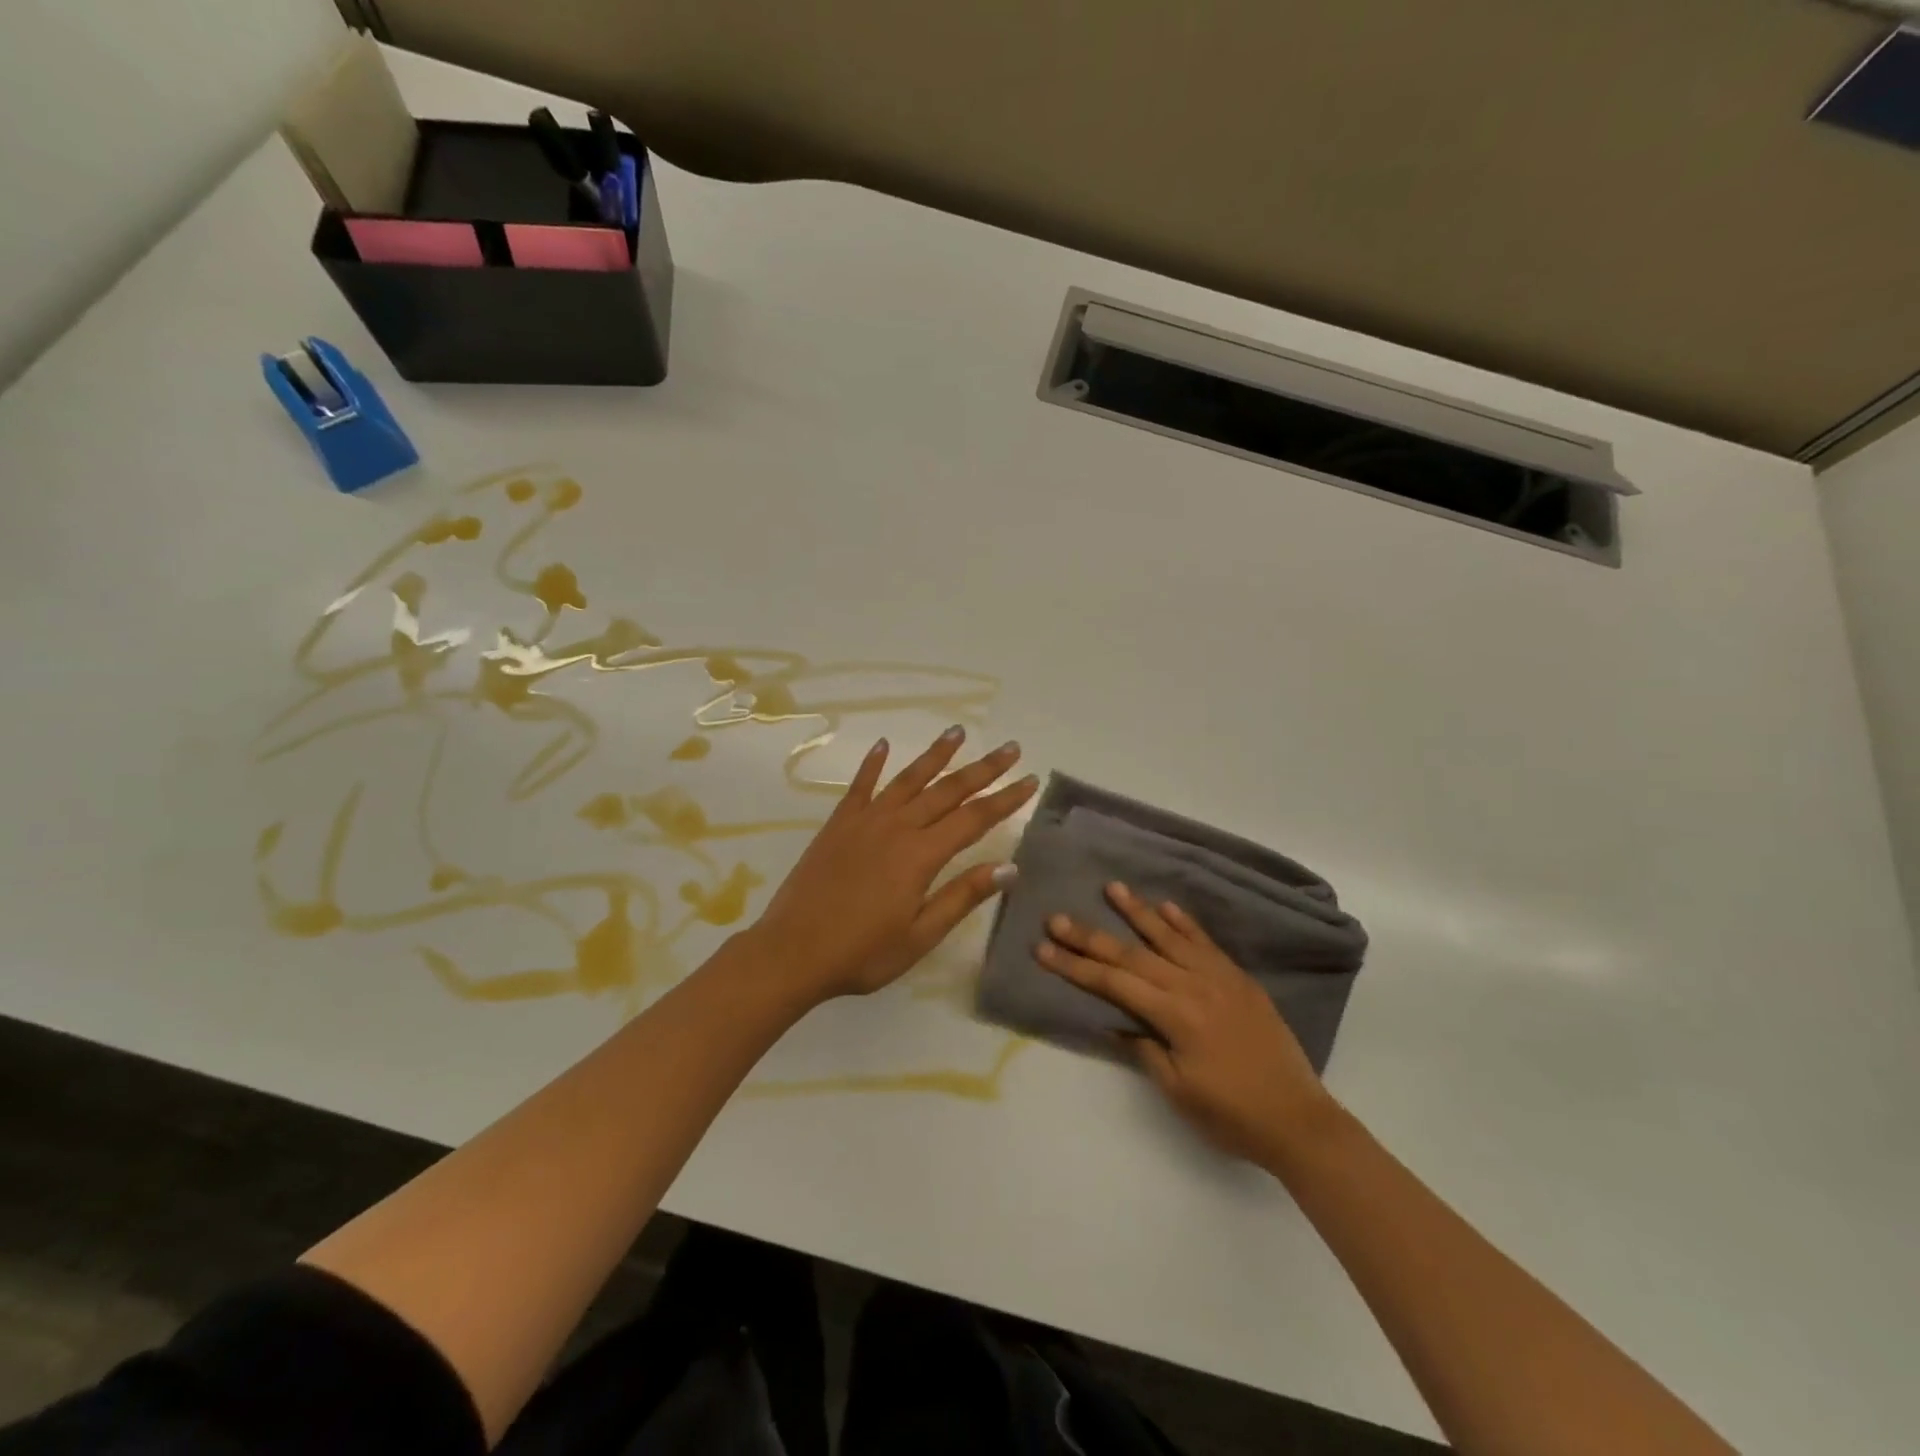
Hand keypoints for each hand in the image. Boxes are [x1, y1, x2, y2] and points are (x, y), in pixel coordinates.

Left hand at [750, 728, 1037, 1003]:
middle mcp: (897, 827)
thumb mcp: (920, 935)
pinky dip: (873, 764)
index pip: (974, 819)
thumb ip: (962, 896)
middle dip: (983, 769)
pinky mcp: (838, 824)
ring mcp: (865, 821)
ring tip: (958, 732)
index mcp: (921, 855)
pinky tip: (883, 745)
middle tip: (1010, 748)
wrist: (791, 951)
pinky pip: (860, 785)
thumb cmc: (861, 952)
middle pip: (948, 790)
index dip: (1005, 799)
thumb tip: (1009, 867)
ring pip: (908, 779)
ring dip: (936, 755)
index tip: (1030, 780)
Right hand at [1037, 883, 1333, 1166]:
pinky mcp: (1239, 980)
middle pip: (1133, 954)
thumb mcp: (1178, 1091)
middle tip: (1058, 917)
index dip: (1075, 966)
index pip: (1113, 982)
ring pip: (1170, 937)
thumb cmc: (1232, 1115)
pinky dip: (1185, 923)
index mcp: (1175, 1015)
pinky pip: (1206, 943)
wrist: (1299, 1121)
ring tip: (1112, 887)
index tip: (1043, 949)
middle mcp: (1194, 985)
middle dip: (1091, 936)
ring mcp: (1220, 978)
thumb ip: (1145, 1049)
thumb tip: (1115, 1021)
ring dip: (1137, 912)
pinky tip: (1166, 907)